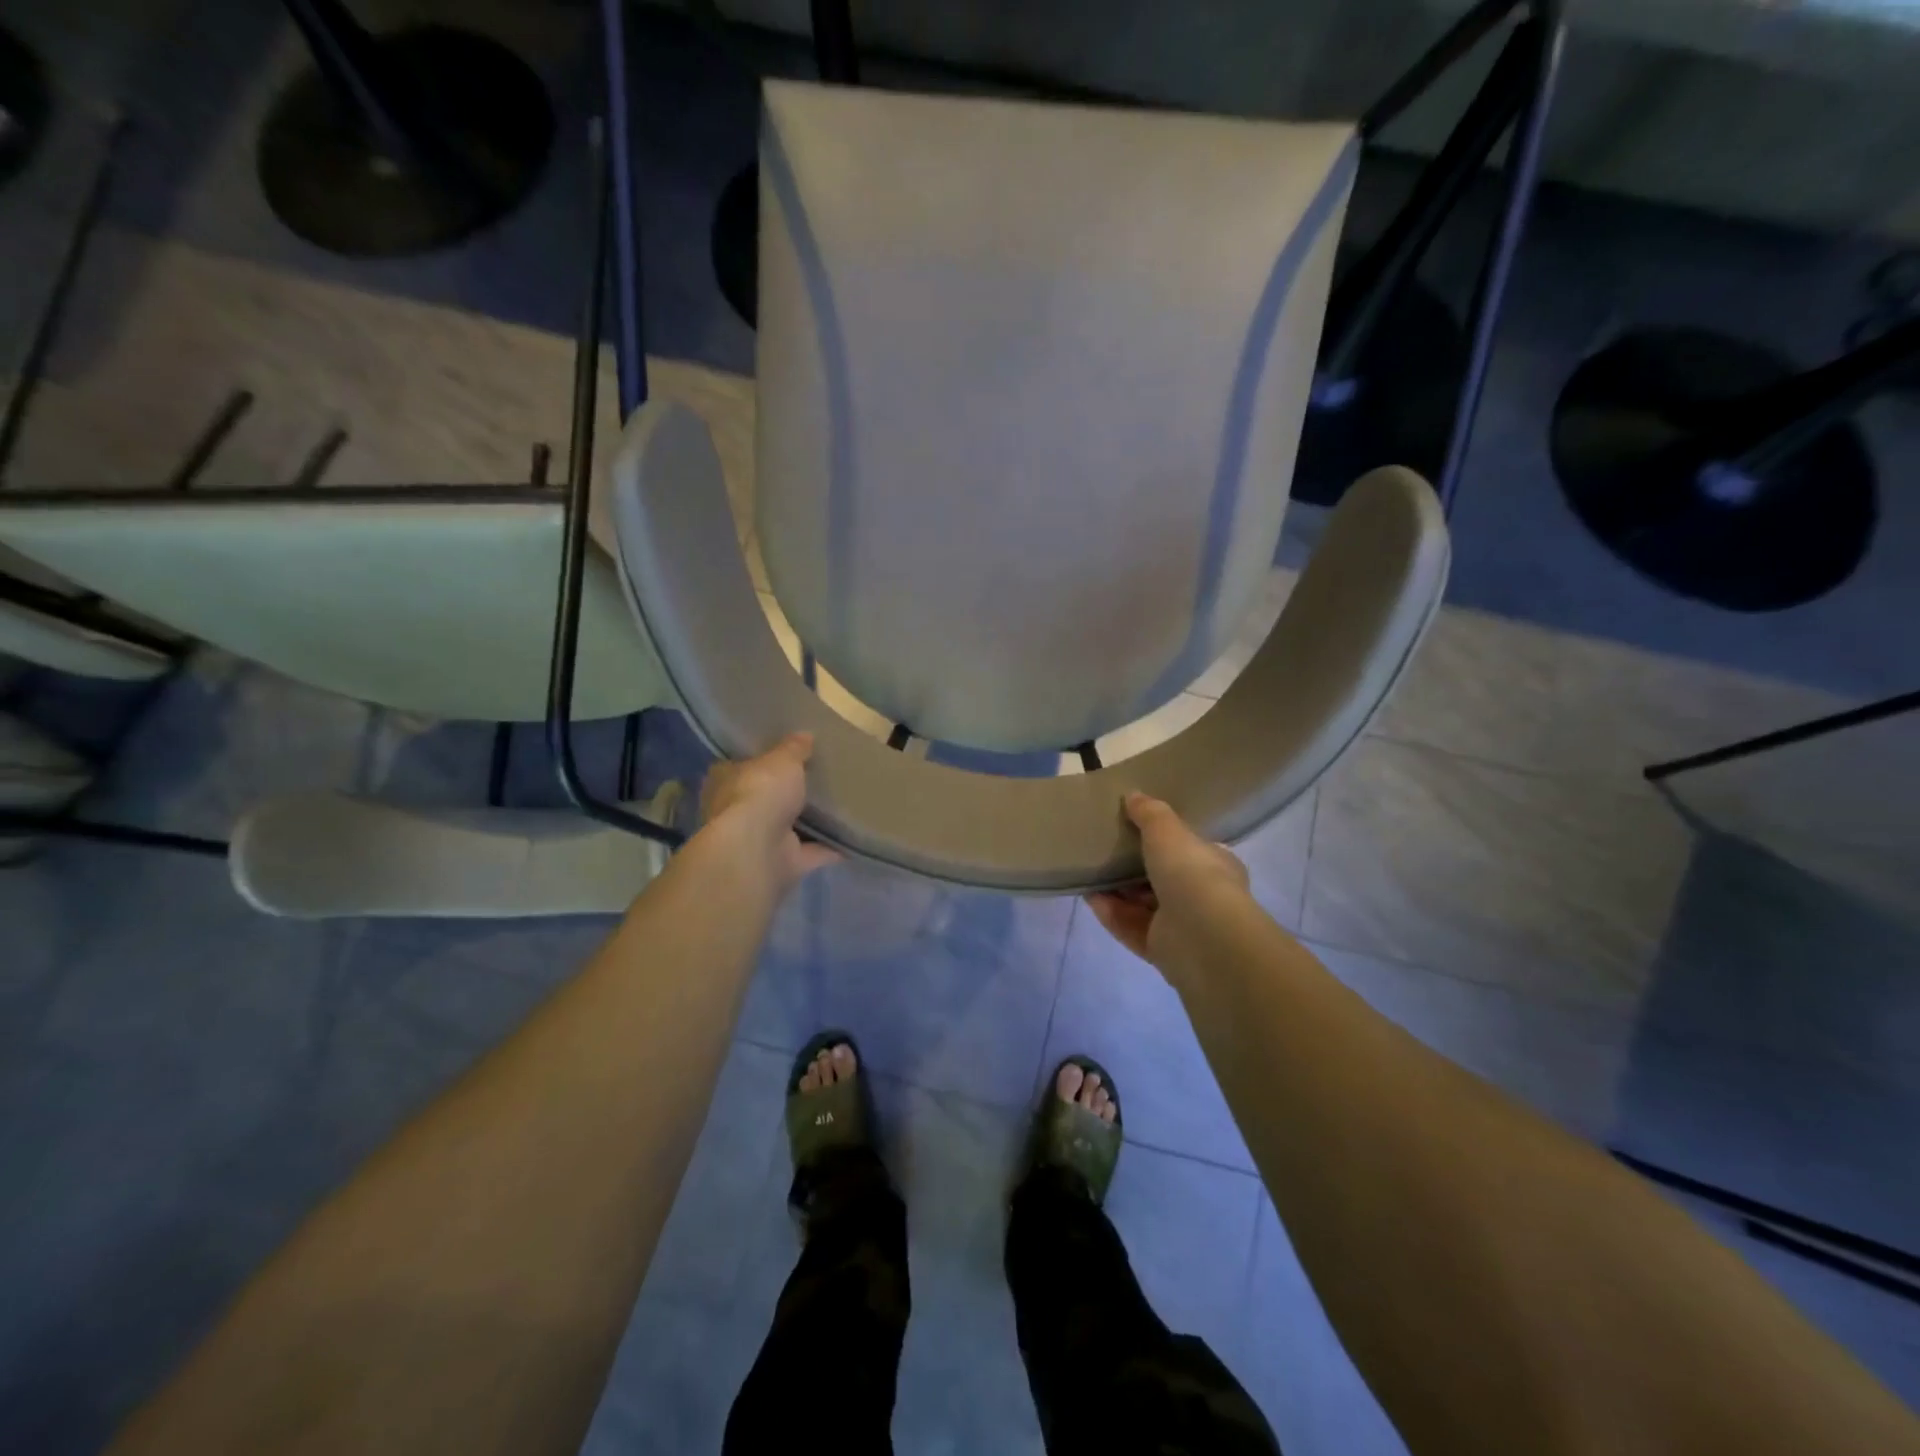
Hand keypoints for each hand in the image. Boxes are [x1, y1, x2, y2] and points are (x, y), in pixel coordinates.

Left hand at [699, 733, 839, 890]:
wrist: (758, 850)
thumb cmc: (760, 793)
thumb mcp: (782, 760)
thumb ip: (794, 749)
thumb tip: (805, 736)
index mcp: (725, 782)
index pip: (740, 767)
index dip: (760, 760)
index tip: (784, 755)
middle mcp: (737, 813)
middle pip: (765, 799)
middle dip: (786, 794)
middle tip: (817, 778)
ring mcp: (760, 842)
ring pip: (788, 828)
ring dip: (809, 823)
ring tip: (839, 805)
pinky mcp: (784, 864)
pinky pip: (813, 852)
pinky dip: (831, 847)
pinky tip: (853, 836)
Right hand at [1086, 793, 1248, 971]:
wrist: (1202, 935)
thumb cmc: (1192, 873)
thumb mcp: (1168, 831)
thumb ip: (1149, 813)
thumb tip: (1133, 795)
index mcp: (1215, 865)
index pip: (1190, 850)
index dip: (1165, 841)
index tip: (1135, 830)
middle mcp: (1203, 897)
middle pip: (1162, 879)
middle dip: (1134, 868)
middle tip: (1106, 851)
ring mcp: (1183, 927)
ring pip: (1144, 905)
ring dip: (1117, 891)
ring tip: (1090, 872)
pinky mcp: (1162, 950)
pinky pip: (1131, 927)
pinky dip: (1111, 913)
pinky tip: (1090, 898)